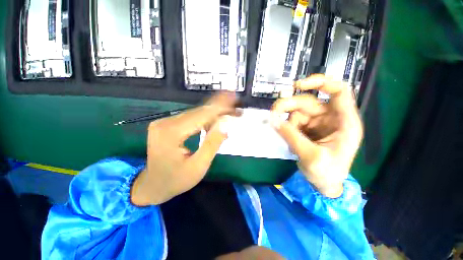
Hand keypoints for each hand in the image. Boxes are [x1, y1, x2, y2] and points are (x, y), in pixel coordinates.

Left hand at [131, 93, 237, 205]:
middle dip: (220, 109)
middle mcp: (165, 122)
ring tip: (230, 114)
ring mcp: (164, 122)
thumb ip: (212, 143)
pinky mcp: (167, 124)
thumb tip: (225, 123)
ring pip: (196, 114)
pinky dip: (205, 120)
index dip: (220, 107)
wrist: (153, 186)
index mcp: (171, 133)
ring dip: (214, 114)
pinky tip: (215, 124)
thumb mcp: (198, 166)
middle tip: (236, 107)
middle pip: (199, 111)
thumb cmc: (176, 180)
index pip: (201, 115)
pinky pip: (191, 119)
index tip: (234, 99)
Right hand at [271, 75, 362, 197]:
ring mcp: (317, 122)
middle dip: (288, 105)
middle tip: (273, 113)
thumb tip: (272, 119)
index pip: (338, 91)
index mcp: (344, 122)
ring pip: (296, 111)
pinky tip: (286, 138)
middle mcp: (331, 118)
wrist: (323, 184)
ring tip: (279, 130)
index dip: (321, 82)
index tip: (298, 85)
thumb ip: (291, 136)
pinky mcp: (306, 128)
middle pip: (308, 102)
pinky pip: (292, 121)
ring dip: (285, 118)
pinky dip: (285, 126)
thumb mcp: (310, 156)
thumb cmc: (326, 173)